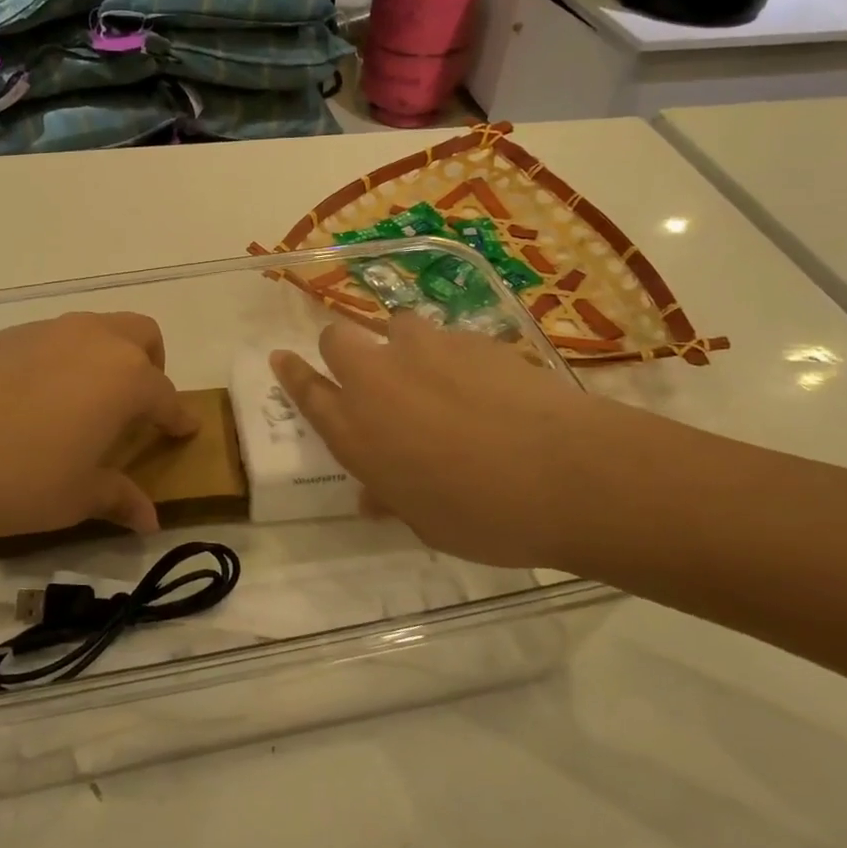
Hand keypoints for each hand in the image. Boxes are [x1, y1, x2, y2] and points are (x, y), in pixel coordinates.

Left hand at [0, 311, 196, 548]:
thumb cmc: (19, 479)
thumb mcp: (77, 496)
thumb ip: (119, 498)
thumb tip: (150, 521)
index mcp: (125, 378)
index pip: (166, 395)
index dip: (178, 416)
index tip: (184, 429)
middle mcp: (93, 341)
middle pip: (141, 335)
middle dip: (151, 365)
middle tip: (136, 404)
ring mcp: (46, 331)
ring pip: (95, 329)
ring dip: (104, 358)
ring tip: (82, 403)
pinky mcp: (4, 335)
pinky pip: (50, 339)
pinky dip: (60, 361)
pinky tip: (32, 400)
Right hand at [270, 313, 633, 568]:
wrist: (565, 474)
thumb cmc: (483, 516)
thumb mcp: (426, 521)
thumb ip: (392, 498)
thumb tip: (375, 498)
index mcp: (355, 430)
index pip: (306, 390)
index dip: (291, 372)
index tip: (281, 357)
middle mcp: (378, 380)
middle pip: (337, 340)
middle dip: (343, 350)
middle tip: (369, 375)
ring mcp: (425, 351)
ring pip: (394, 326)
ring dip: (401, 345)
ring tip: (433, 375)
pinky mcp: (472, 338)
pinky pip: (448, 338)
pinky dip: (453, 355)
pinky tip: (486, 385)